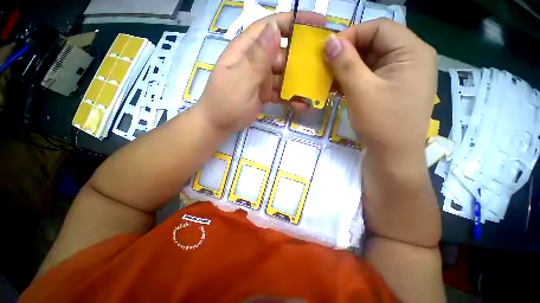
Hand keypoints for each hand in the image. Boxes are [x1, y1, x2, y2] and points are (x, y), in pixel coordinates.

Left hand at [197, 12, 325, 133]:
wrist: (218, 124)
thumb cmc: (225, 102)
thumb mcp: (240, 80)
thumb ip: (257, 58)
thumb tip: (275, 29)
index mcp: (247, 50)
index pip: (272, 27)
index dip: (294, 22)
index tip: (318, 23)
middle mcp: (256, 61)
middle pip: (283, 53)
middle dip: (302, 58)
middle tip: (324, 65)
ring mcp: (261, 78)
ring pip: (285, 75)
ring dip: (299, 82)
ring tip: (317, 89)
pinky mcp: (265, 93)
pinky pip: (281, 92)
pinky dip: (291, 97)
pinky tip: (302, 104)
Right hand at [324, 19, 436, 155]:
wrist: (393, 155)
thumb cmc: (381, 123)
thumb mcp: (361, 91)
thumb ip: (345, 64)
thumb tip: (328, 41)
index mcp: (412, 51)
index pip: (379, 28)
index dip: (352, 35)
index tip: (328, 51)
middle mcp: (411, 58)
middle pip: (375, 44)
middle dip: (348, 54)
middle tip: (326, 67)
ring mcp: (402, 74)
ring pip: (370, 61)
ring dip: (348, 68)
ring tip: (329, 79)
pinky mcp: (392, 88)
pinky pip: (370, 75)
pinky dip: (353, 79)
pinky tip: (338, 88)